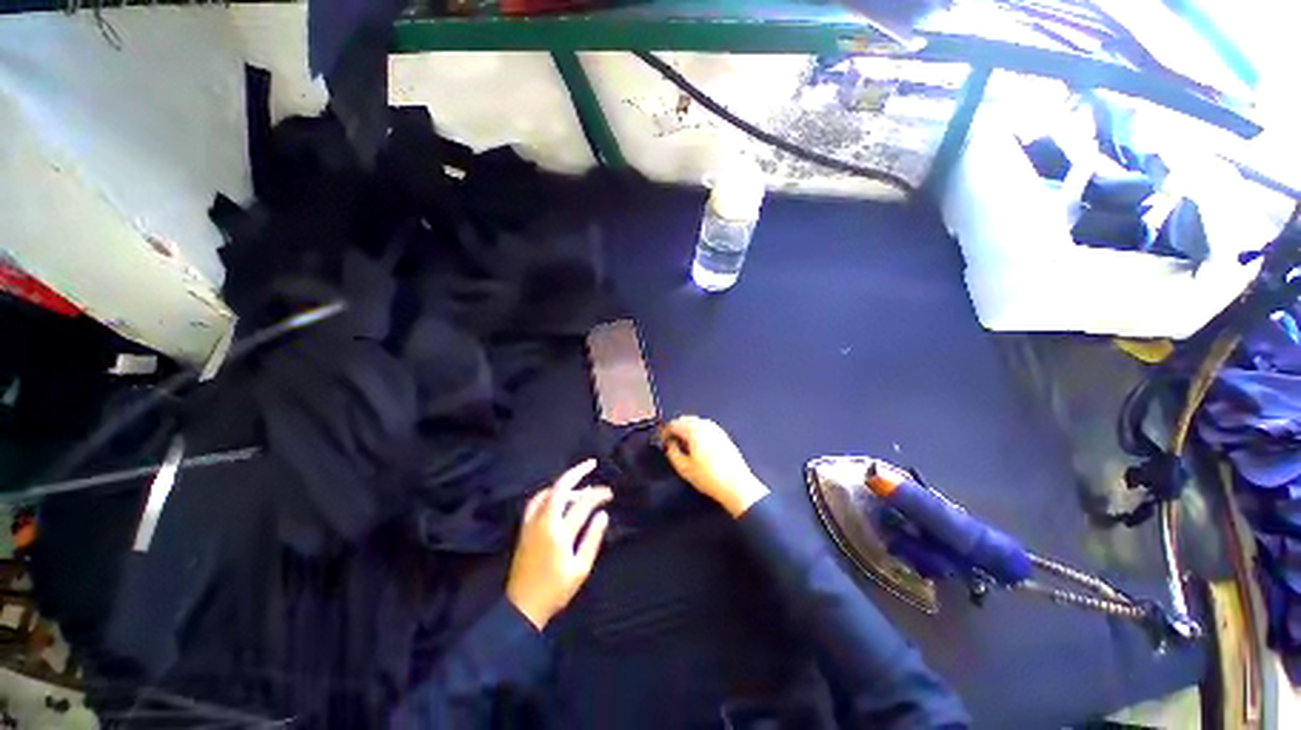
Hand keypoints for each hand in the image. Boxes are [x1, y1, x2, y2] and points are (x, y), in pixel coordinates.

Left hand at [506, 460, 611, 629]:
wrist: (523, 607)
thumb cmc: (556, 590)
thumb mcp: (580, 568)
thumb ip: (592, 538)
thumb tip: (603, 514)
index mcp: (560, 533)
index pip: (582, 504)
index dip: (598, 494)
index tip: (609, 494)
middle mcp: (544, 522)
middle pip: (561, 488)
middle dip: (577, 472)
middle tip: (592, 463)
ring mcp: (531, 523)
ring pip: (548, 492)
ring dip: (564, 483)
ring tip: (580, 483)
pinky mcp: (524, 528)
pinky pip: (535, 501)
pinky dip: (548, 492)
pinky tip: (556, 494)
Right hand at [661, 416, 768, 517]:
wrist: (736, 485)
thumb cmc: (709, 477)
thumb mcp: (684, 468)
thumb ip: (672, 453)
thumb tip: (670, 444)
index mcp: (694, 430)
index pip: (674, 424)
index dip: (665, 432)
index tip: (661, 440)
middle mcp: (705, 425)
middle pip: (685, 420)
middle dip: (676, 428)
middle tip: (670, 441)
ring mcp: (716, 429)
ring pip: (696, 422)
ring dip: (686, 429)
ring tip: (682, 443)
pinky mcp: (723, 435)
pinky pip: (705, 427)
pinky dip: (697, 432)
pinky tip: (696, 445)